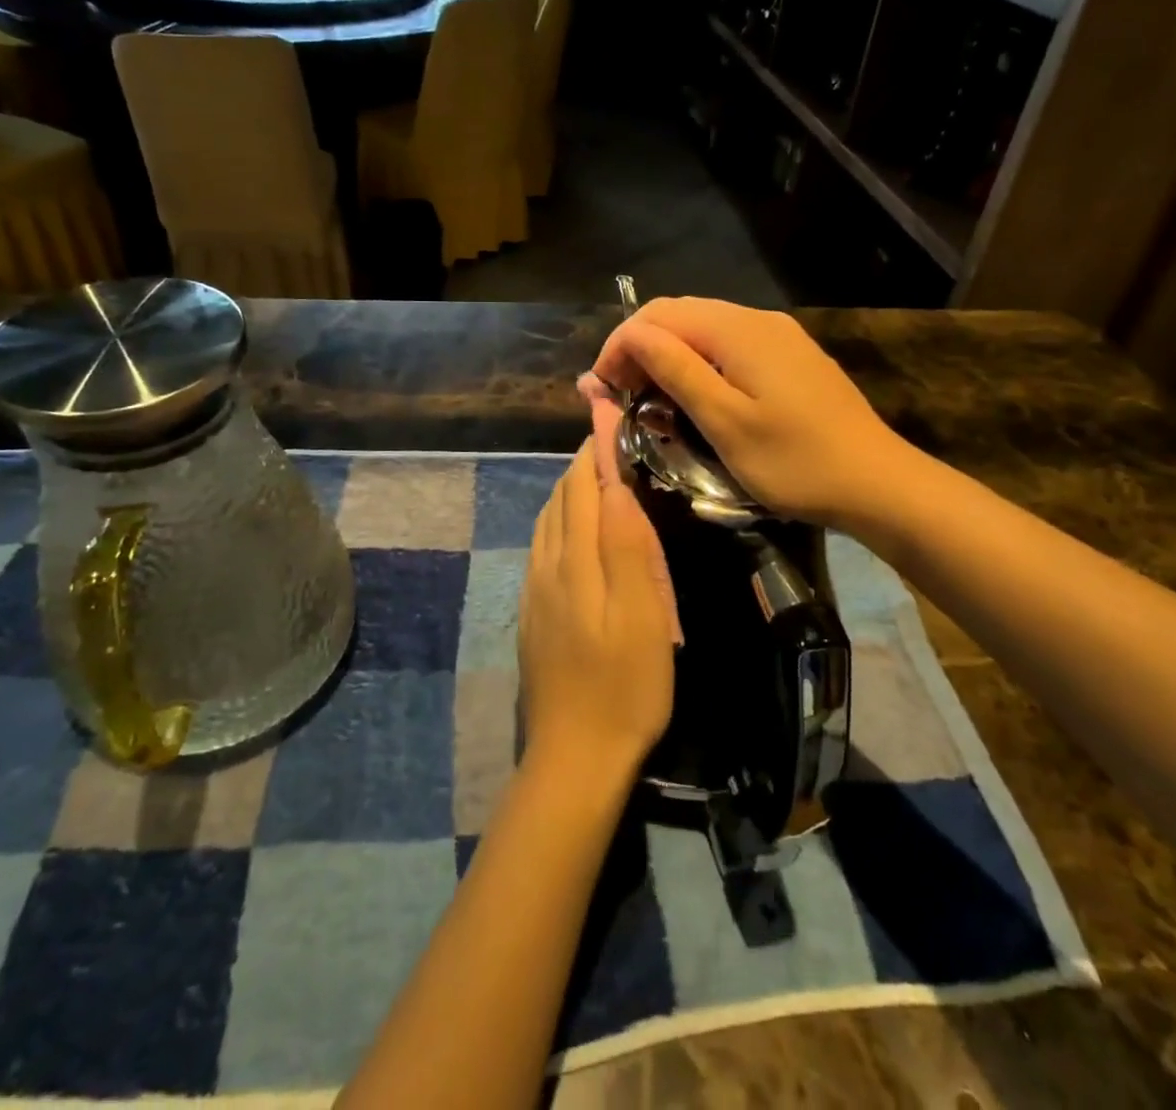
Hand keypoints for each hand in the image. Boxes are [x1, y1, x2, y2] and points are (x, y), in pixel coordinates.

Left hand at [519, 426, 676, 786]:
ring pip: (548, 523)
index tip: (615, 418)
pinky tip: (575, 534)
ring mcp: (535, 591)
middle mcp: (546, 565)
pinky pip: (544, 549)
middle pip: (560, 499)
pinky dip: (561, 523)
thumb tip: (615, 483)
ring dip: (570, 492)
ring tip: (598, 478)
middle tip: (616, 444)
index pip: (580, 486)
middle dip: (583, 465)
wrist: (575, 756)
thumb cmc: (624, 686)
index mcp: (573, 560)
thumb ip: (626, 546)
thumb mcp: (642, 615)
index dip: (597, 450)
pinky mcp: (533, 614)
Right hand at [586, 297, 910, 529]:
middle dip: (639, 348)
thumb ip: (676, 370)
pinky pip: (729, 345)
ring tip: (647, 398)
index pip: (657, 316)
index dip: (619, 346)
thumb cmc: (795, 461)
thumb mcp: (725, 421)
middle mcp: (756, 319)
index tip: (599, 390)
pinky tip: (694, 394)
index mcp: (737, 330)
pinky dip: (698, 363)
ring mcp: (778, 336)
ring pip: (703, 329)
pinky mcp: (791, 356)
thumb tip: (631, 336)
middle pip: (679, 315)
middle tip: (618, 396)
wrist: (877, 482)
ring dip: (667, 356)